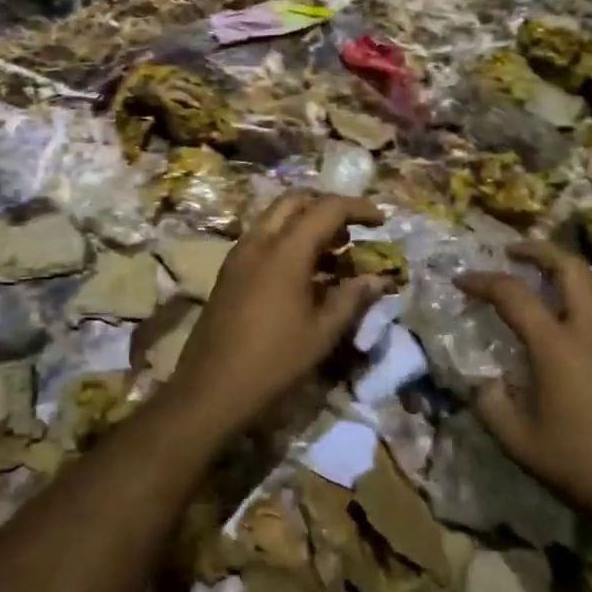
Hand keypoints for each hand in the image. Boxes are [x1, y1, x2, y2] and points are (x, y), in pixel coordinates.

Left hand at [168, 190, 386, 437]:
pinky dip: (287, 240)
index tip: (381, 221)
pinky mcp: (229, 272)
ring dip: (306, 223)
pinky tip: (304, 273)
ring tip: (335, 253)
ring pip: (275, 218)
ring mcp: (239, 255)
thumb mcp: (322, 334)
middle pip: (295, 201)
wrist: (210, 390)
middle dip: (327, 206)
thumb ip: (352, 299)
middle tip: (353, 230)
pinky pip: (262, 238)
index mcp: (285, 251)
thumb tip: (378, 279)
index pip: (327, 208)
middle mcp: (259, 241)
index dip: (358, 208)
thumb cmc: (273, 362)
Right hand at [458, 241, 591, 529]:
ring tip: (543, 272)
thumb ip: (491, 404)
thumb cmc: (579, 465)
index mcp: (557, 346)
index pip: (513, 295)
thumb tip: (487, 382)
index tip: (461, 280)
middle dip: (538, 251)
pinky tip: (569, 313)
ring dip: (566, 266)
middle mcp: (591, 331)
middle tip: (512, 252)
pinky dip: (584, 291)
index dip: (483, 281)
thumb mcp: (518, 441)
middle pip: (569, 268)